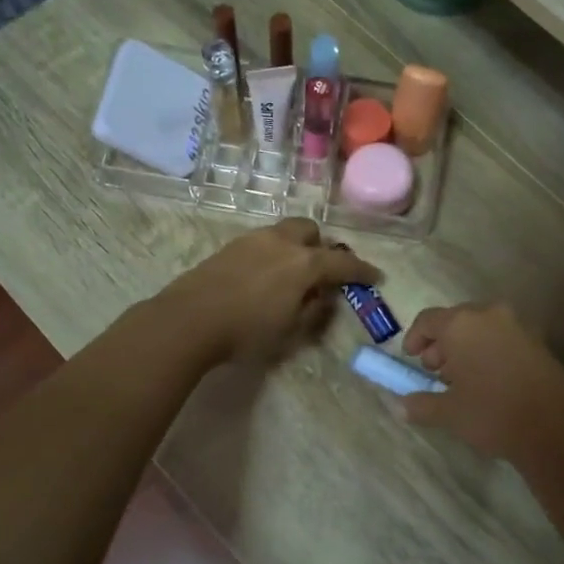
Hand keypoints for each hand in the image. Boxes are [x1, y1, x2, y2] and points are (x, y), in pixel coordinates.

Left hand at [164, 219, 381, 366]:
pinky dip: (273, 253)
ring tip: (291, 275)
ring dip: (296, 248)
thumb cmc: (246, 332)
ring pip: (284, 232)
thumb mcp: (291, 332)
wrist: (188, 320)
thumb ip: (314, 311)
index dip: (362, 271)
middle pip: (311, 231)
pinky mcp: (230, 246)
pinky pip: (262, 242)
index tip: (375, 276)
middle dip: (322, 247)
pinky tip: (263, 278)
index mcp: (304, 263)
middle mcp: (282, 242)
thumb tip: (324, 297)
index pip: (343, 262)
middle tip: (322, 272)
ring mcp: (253, 240)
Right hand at [398, 303, 563, 461]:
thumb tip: (400, 407)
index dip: (414, 338)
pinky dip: (490, 352)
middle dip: (442, 344)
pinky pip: (503, 339)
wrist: (556, 428)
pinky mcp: (539, 343)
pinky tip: (489, 383)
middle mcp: (490, 315)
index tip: (411, 359)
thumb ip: (420, 405)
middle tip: (435, 372)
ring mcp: (518, 327)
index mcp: (462, 324)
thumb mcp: (449, 413)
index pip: (428, 320)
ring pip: (482, 329)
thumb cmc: (492, 413)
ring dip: (466, 348)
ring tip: (462, 380)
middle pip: (456, 321)